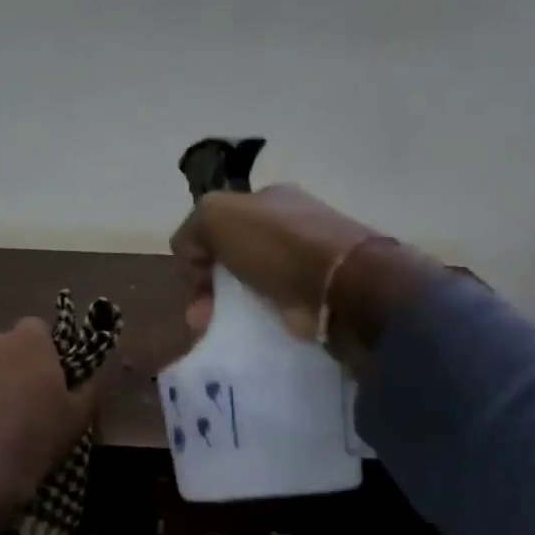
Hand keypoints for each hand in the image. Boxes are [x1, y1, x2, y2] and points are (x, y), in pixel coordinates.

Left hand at [0, 318, 106, 533]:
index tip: (45, 380)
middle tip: (15, 403)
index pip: (37, 330)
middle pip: (0, 347)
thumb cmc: (35, 441)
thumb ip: (87, 389)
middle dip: (7, 366)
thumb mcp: (79, 419)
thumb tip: (89, 378)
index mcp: (28, 341)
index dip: (42, 353)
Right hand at [170, 185, 428, 361]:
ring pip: (252, 286)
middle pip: (234, 257)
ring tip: (218, 332)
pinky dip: (258, 322)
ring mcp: (308, 261)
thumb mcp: (215, 217)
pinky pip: (275, 309)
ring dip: (229, 310)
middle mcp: (289, 225)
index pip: (220, 223)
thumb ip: (192, 230)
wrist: (343, 285)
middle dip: (210, 287)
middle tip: (201, 316)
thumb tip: (192, 256)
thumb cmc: (277, 245)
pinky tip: (249, 336)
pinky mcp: (318, 296)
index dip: (199, 252)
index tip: (194, 281)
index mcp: (269, 198)